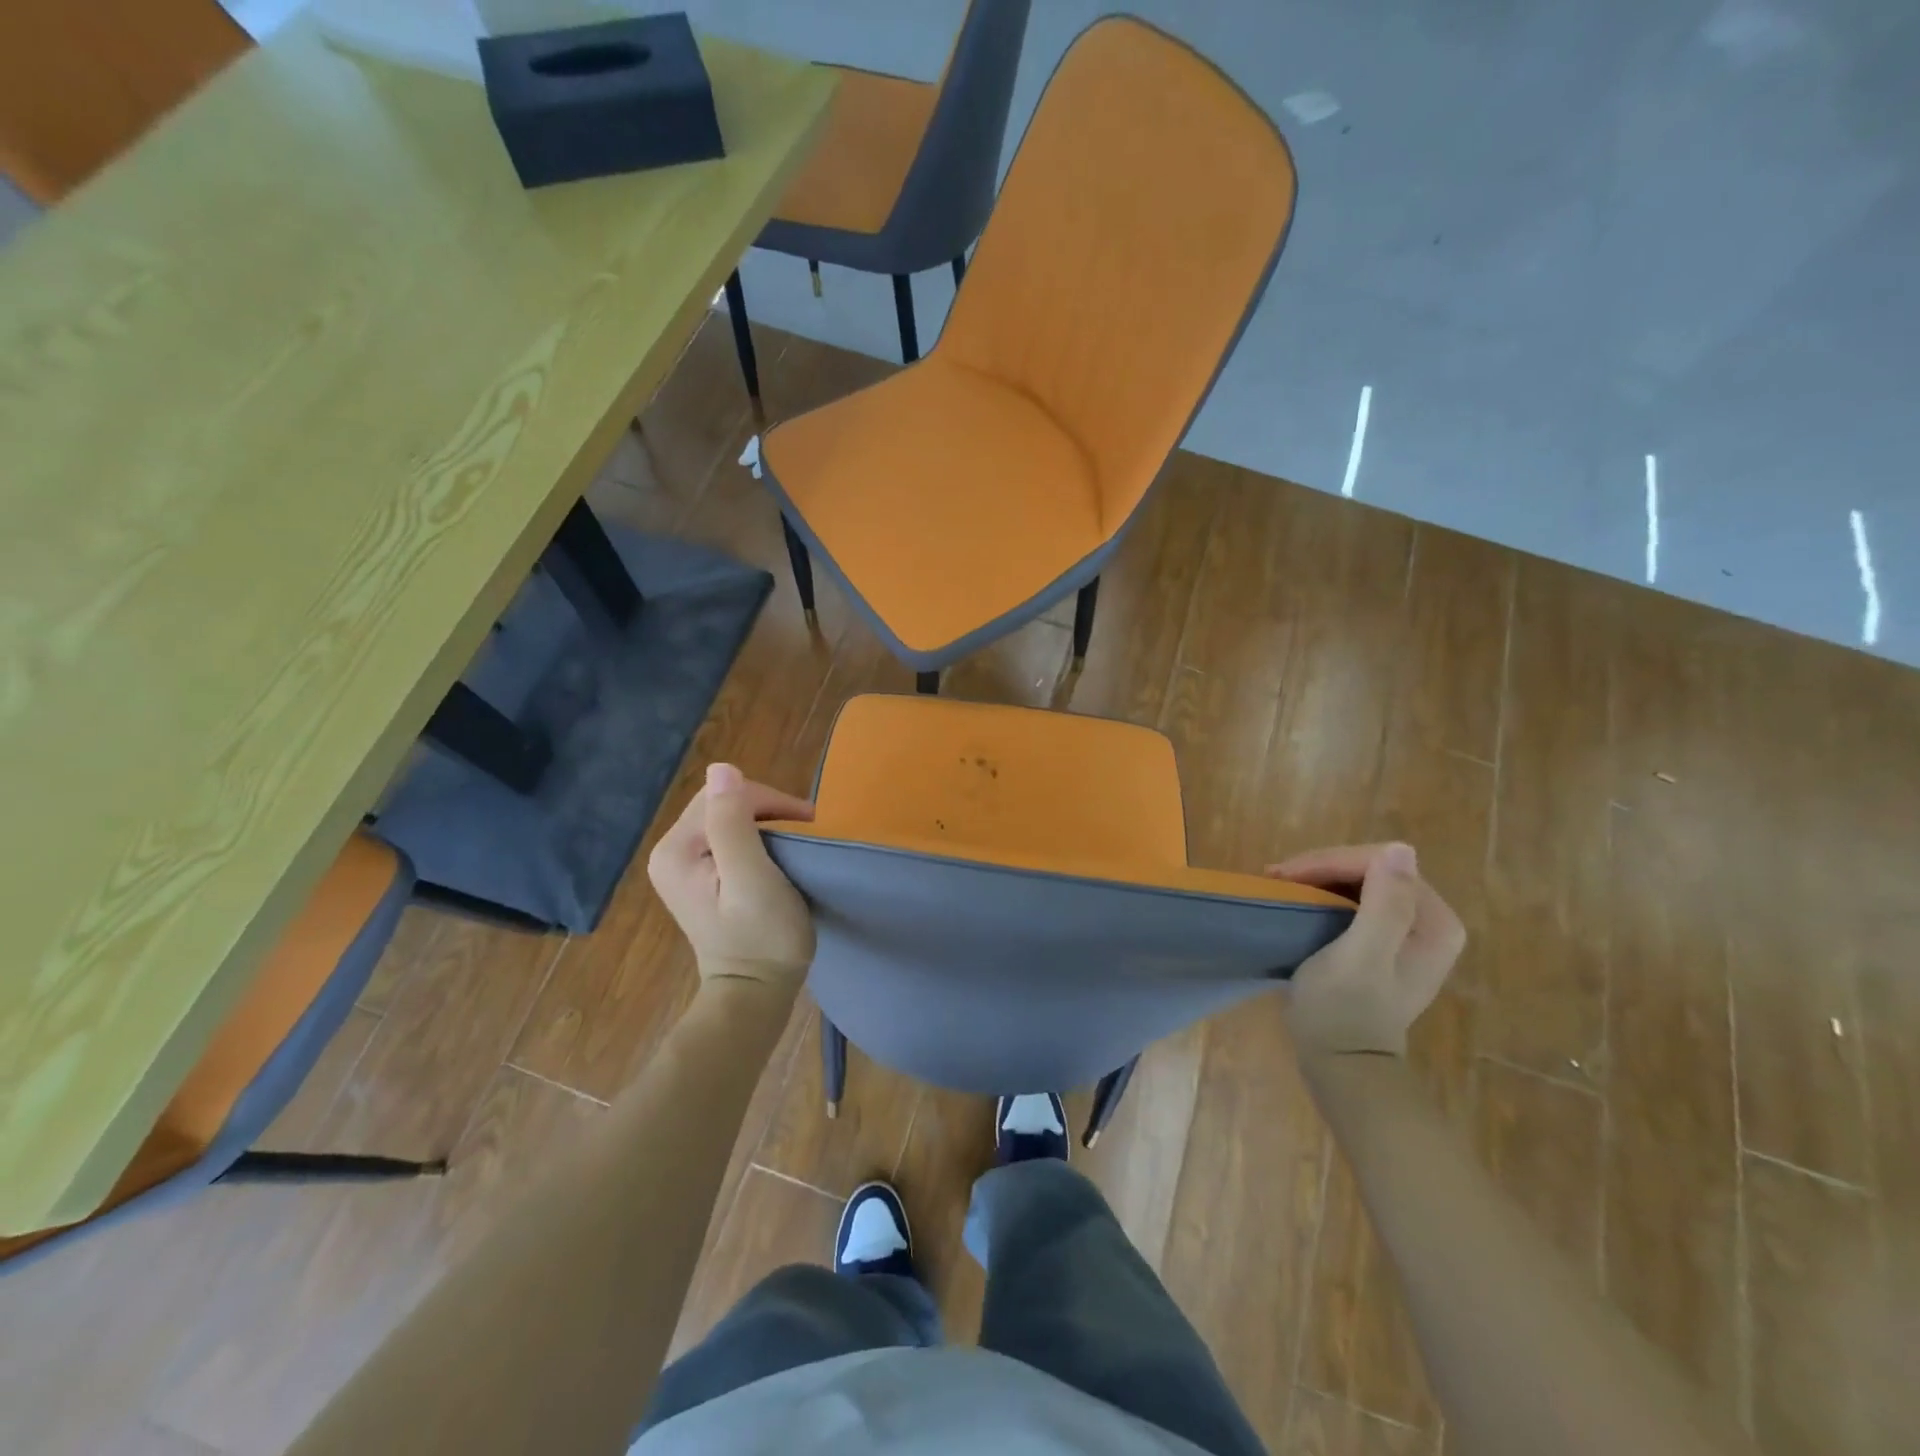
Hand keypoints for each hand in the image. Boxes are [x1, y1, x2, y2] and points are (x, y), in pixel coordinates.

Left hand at [648, 763, 815, 987]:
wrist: (756, 993)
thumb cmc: (762, 938)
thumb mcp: (753, 879)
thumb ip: (734, 825)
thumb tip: (721, 768)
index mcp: (675, 850)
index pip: (723, 795)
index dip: (768, 802)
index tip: (806, 825)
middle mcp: (669, 851)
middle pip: (723, 803)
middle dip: (768, 811)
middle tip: (806, 835)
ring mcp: (681, 864)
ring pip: (729, 817)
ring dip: (767, 823)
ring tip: (797, 844)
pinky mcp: (698, 875)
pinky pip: (728, 836)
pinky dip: (757, 838)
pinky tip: (776, 856)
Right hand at [1266, 843, 1464, 1058]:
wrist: (1341, 1063)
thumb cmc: (1345, 1010)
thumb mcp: (1361, 957)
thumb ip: (1385, 906)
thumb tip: (1399, 850)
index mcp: (1434, 922)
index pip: (1381, 864)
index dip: (1330, 862)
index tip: (1285, 875)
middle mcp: (1430, 920)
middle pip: (1372, 868)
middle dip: (1322, 867)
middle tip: (1276, 877)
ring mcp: (1409, 931)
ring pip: (1360, 880)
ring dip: (1318, 877)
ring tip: (1279, 884)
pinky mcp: (1385, 940)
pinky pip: (1355, 898)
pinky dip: (1323, 893)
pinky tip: (1296, 897)